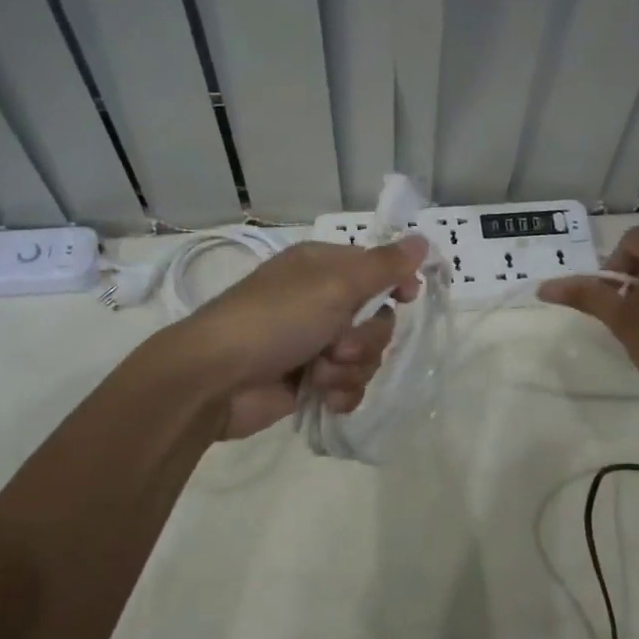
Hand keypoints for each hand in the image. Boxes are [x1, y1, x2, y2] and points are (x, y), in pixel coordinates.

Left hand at [178, 236, 427, 439]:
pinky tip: (325, 398)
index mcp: (324, 268)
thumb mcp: (334, 285)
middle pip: (377, 319)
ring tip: (319, 375)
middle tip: (337, 346)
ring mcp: (314, 343)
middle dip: (365, 339)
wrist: (216, 380)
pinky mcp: (309, 381)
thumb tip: (423, 240)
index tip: (406, 299)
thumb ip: (383, 266)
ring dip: (349, 369)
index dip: (395, 285)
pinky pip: (349, 385)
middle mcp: (321, 301)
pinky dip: (341, 393)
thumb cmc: (275, 320)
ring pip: (365, 356)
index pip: (377, 270)